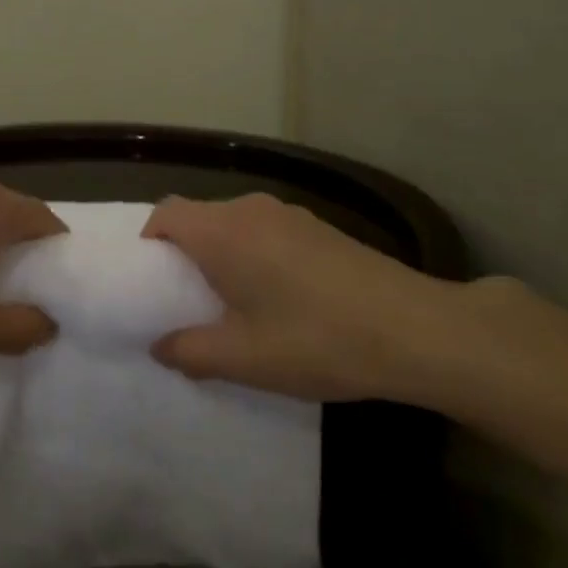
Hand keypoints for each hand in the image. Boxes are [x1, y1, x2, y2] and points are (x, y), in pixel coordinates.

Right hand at [142, 192, 468, 402]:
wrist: (417, 329)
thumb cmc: (316, 339)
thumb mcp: (245, 358)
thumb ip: (191, 352)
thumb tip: (161, 346)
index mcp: (223, 232)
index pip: (166, 213)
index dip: (150, 241)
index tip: (154, 280)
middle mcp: (250, 209)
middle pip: (199, 216)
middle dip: (186, 252)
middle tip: (191, 299)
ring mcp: (290, 213)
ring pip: (235, 223)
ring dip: (225, 254)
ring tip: (237, 302)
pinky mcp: (320, 226)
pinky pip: (267, 230)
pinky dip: (256, 253)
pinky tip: (283, 297)